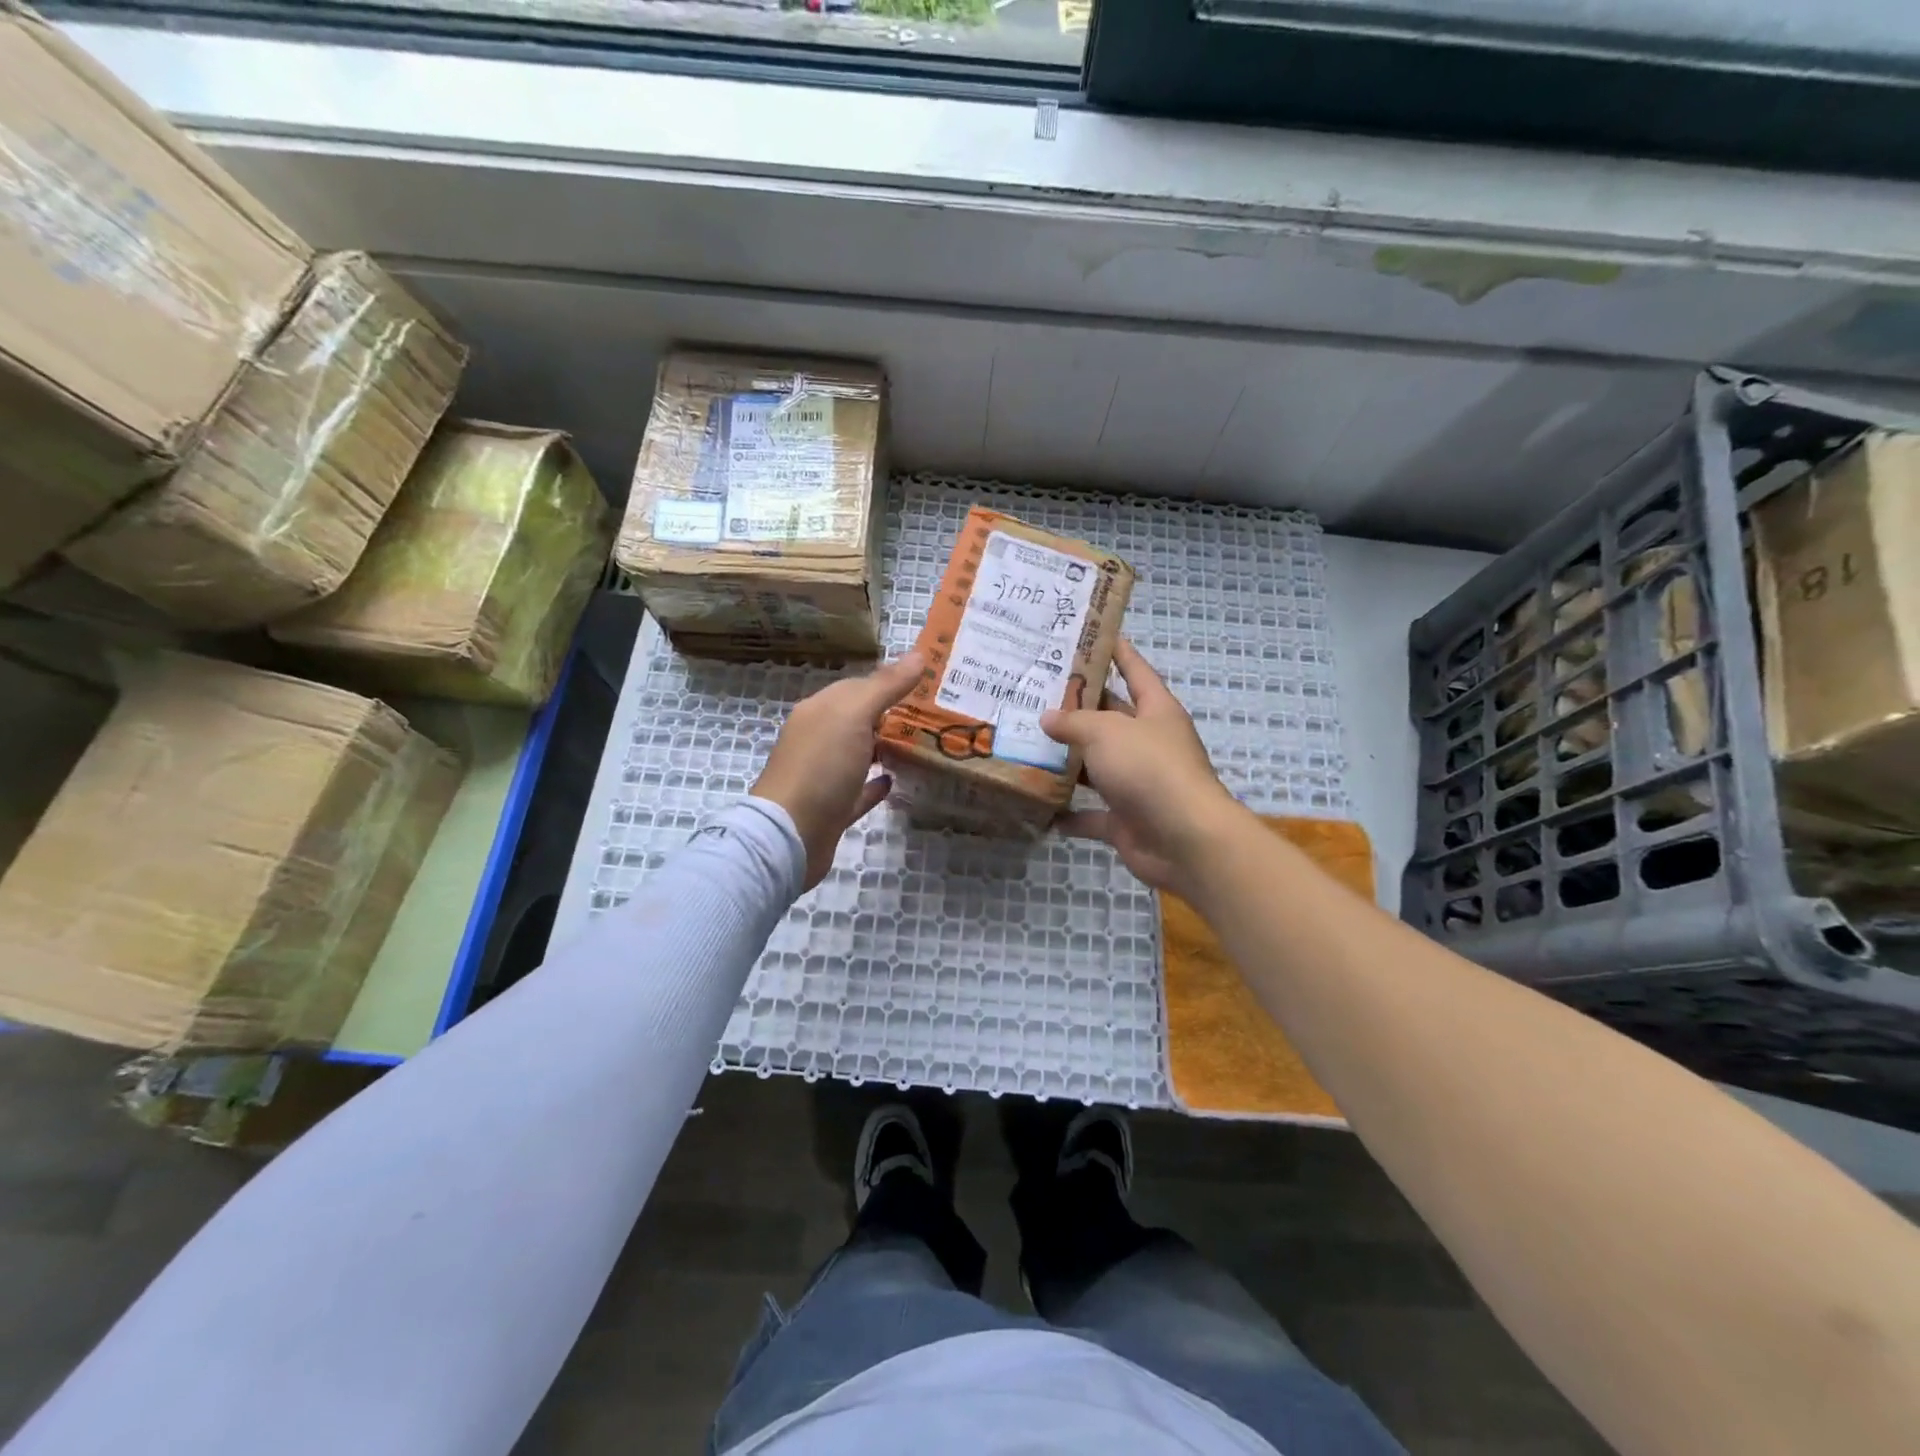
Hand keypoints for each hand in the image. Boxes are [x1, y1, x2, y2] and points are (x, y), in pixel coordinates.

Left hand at [753, 652, 924, 889]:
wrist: (791, 835)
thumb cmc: (821, 766)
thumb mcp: (854, 716)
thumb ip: (885, 686)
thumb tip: (918, 654)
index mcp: (819, 711)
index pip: (858, 687)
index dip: (890, 683)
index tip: (929, 684)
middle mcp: (818, 738)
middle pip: (858, 720)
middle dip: (891, 714)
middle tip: (936, 714)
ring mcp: (823, 775)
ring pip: (859, 754)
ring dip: (884, 747)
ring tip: (923, 744)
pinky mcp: (832, 809)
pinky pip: (858, 790)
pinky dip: (875, 784)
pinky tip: (894, 780)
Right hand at [1040, 640, 1245, 892]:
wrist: (1183, 839)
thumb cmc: (1149, 768)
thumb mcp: (1106, 732)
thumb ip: (1074, 722)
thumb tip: (1048, 718)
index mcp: (1156, 712)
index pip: (1136, 672)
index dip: (1119, 653)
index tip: (1096, 637)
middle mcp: (1149, 744)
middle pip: (1111, 720)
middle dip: (1078, 709)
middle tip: (1036, 695)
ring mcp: (1139, 784)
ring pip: (1097, 767)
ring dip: (1067, 762)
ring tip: (1026, 746)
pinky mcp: (1127, 820)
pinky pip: (1092, 815)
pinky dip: (1069, 814)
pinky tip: (1040, 808)